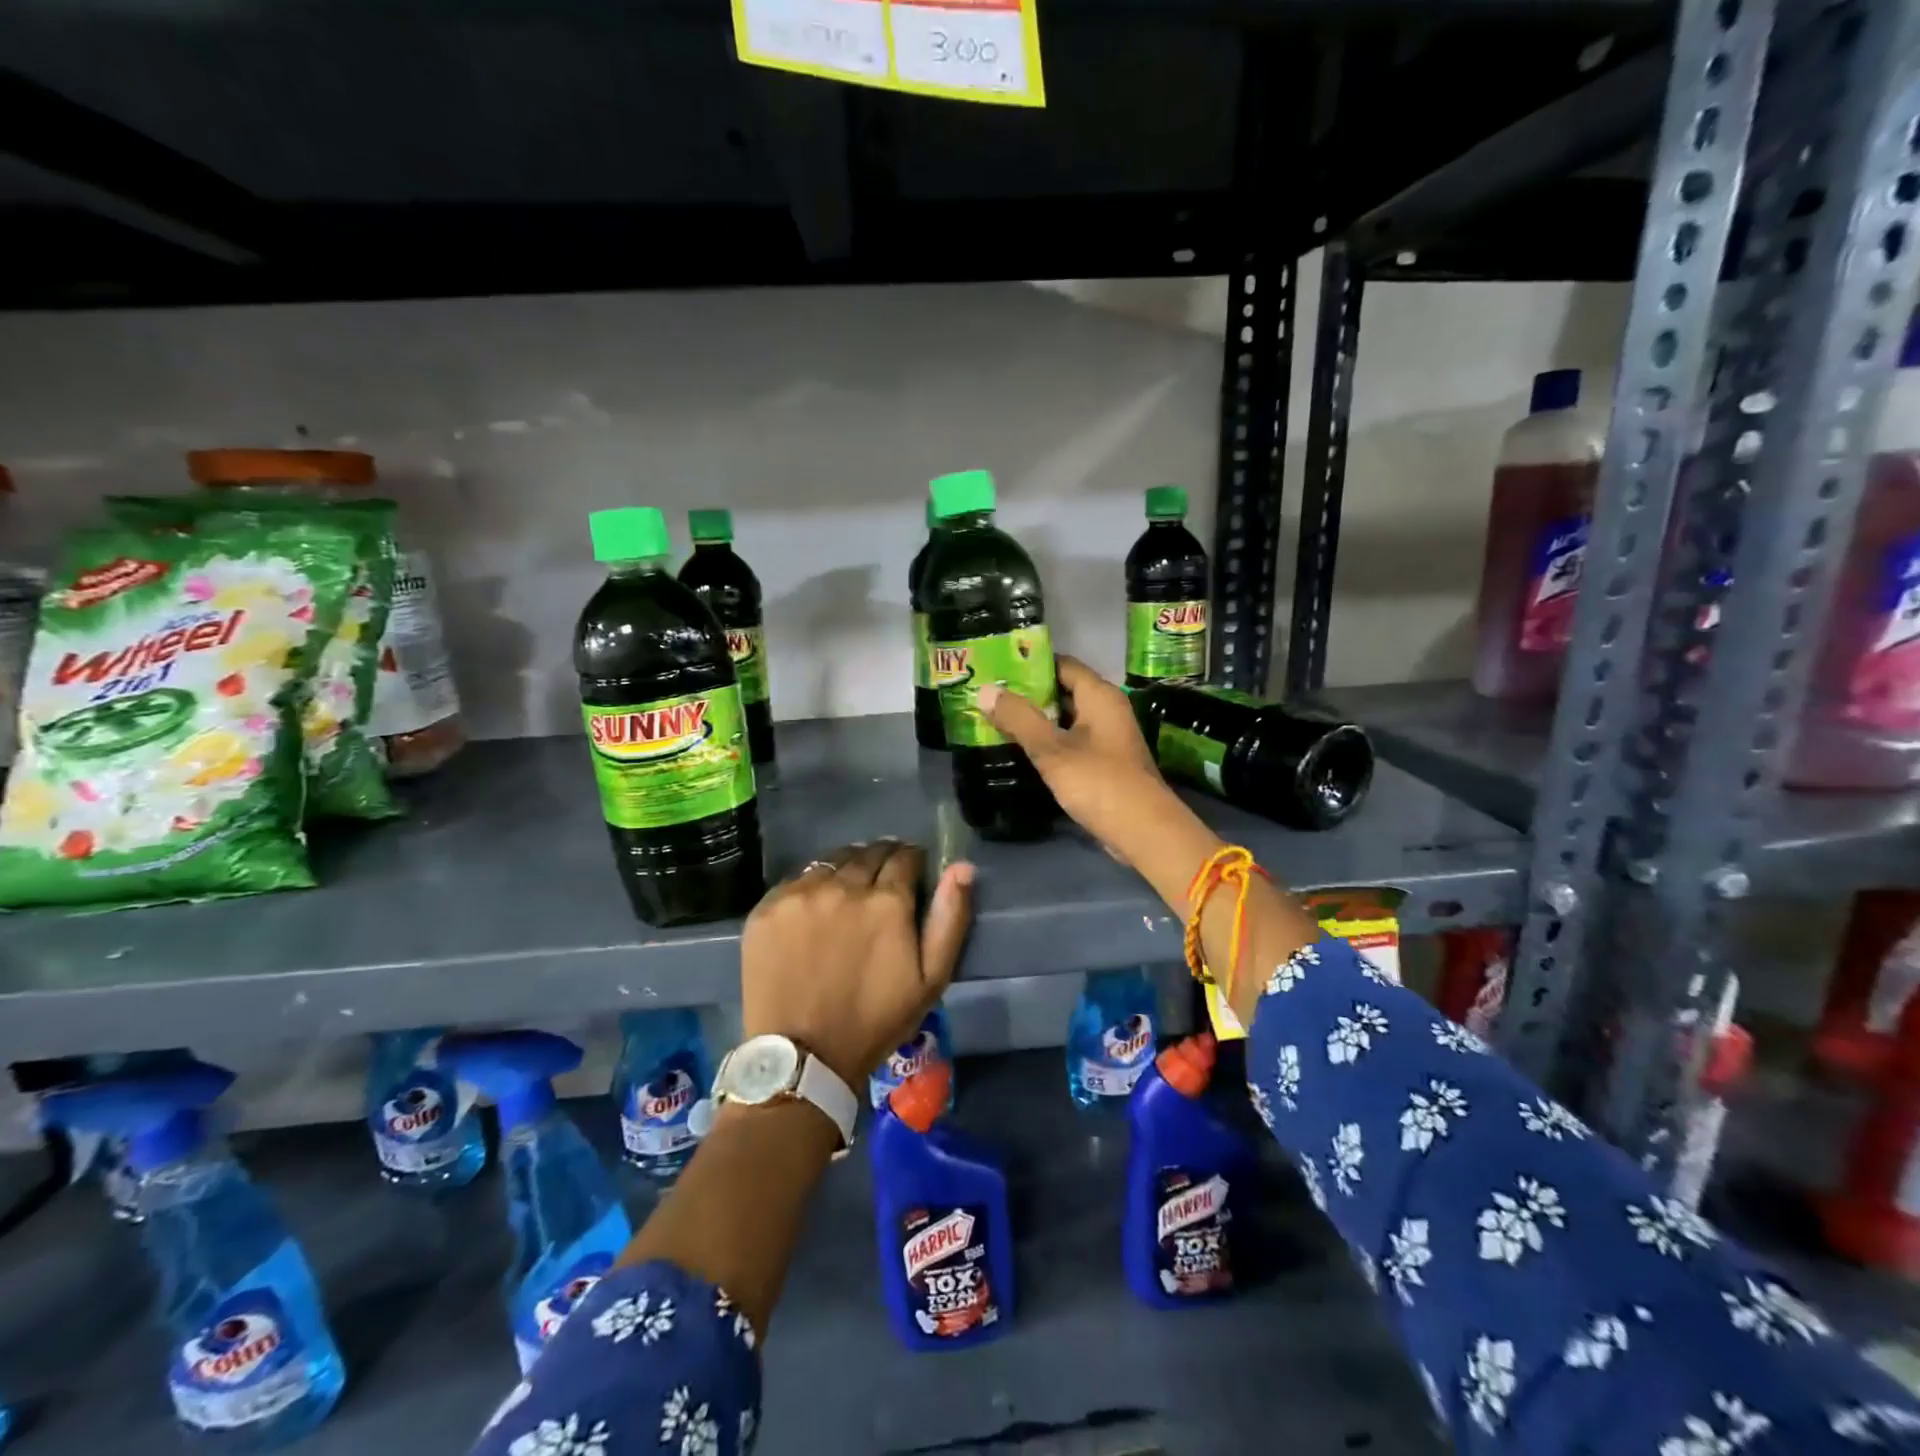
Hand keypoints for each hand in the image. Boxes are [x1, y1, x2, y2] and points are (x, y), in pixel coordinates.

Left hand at [739, 841, 973, 1089]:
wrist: (803, 1057)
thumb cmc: (875, 1021)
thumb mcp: (931, 979)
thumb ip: (950, 917)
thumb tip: (962, 867)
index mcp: (887, 901)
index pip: (905, 857)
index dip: (912, 861)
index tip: (912, 872)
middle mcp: (844, 886)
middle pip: (867, 853)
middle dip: (880, 860)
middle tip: (880, 881)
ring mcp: (801, 894)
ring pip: (831, 862)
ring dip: (845, 868)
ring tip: (847, 892)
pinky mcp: (768, 907)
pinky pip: (796, 880)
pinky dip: (811, 887)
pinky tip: (813, 910)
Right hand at [979, 656, 1196, 869]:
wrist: (1143, 831)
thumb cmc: (1099, 782)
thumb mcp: (1052, 749)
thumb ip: (1018, 719)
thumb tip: (984, 690)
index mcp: (1100, 696)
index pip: (1062, 664)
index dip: (1030, 663)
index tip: (997, 667)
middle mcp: (1107, 710)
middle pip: (1063, 690)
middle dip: (1028, 693)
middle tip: (990, 694)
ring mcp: (1107, 737)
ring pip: (1065, 718)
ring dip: (1036, 719)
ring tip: (997, 718)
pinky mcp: (1105, 762)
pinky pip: (1071, 741)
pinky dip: (1049, 741)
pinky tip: (1022, 748)